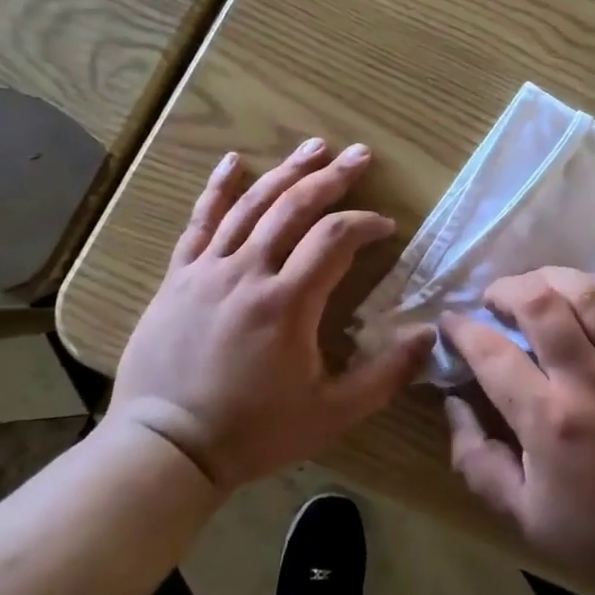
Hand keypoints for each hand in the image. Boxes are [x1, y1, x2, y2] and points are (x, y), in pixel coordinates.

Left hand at [108, 139, 434, 490]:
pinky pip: (199, 221)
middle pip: (295, 206)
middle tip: (360, 155)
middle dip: (333, 177)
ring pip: (252, 205)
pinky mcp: (179, 276)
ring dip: (287, 171)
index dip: (366, 224)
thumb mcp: (331, 413)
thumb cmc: (253, 432)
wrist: (165, 449)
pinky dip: (218, 188)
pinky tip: (234, 161)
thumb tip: (429, 337)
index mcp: (287, 302)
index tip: (387, 227)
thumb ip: (385, 375)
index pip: (335, 238)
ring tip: (315, 145)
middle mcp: (248, 272)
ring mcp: (208, 270)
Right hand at [442, 267, 594, 594]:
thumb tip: (453, 401)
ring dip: (550, 279)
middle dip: (507, 290)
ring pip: (586, 293)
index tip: (450, 323)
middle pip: (541, 303)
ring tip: (534, 290)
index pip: (493, 353)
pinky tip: (578, 295)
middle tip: (494, 301)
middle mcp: (588, 381)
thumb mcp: (520, 514)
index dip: (463, 329)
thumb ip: (476, 459)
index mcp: (549, 421)